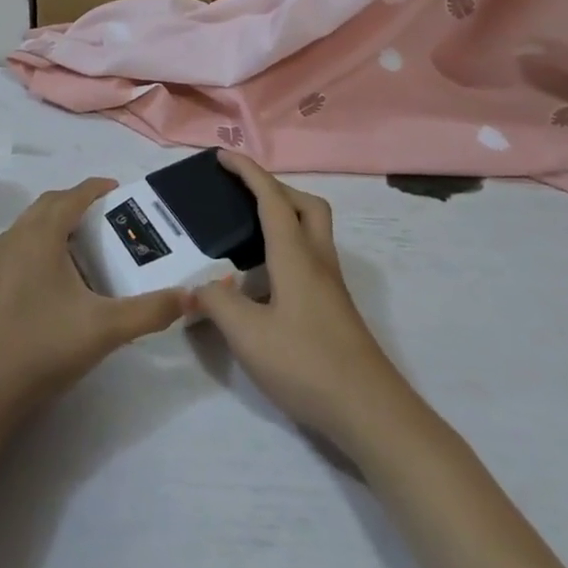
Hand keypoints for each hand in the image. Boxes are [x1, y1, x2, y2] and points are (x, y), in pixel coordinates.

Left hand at [0, 179, 186, 432]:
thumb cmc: (43, 346)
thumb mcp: (106, 329)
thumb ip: (151, 311)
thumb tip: (192, 296)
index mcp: (40, 235)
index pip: (73, 196)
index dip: (98, 188)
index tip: (123, 192)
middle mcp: (16, 236)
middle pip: (50, 204)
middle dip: (80, 203)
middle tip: (111, 217)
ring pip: (33, 224)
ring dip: (60, 222)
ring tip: (91, 244)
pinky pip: (23, 244)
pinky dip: (45, 243)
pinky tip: (62, 277)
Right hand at [193, 153, 416, 452]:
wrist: (370, 410)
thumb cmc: (307, 364)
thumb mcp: (248, 335)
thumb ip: (217, 304)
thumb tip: (198, 287)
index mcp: (295, 255)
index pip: (271, 199)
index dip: (248, 172)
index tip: (222, 157)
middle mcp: (317, 260)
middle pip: (305, 205)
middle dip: (274, 188)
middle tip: (242, 194)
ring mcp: (330, 285)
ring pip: (312, 231)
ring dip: (284, 216)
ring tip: (247, 231)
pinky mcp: (333, 307)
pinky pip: (309, 257)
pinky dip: (286, 248)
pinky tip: (263, 279)